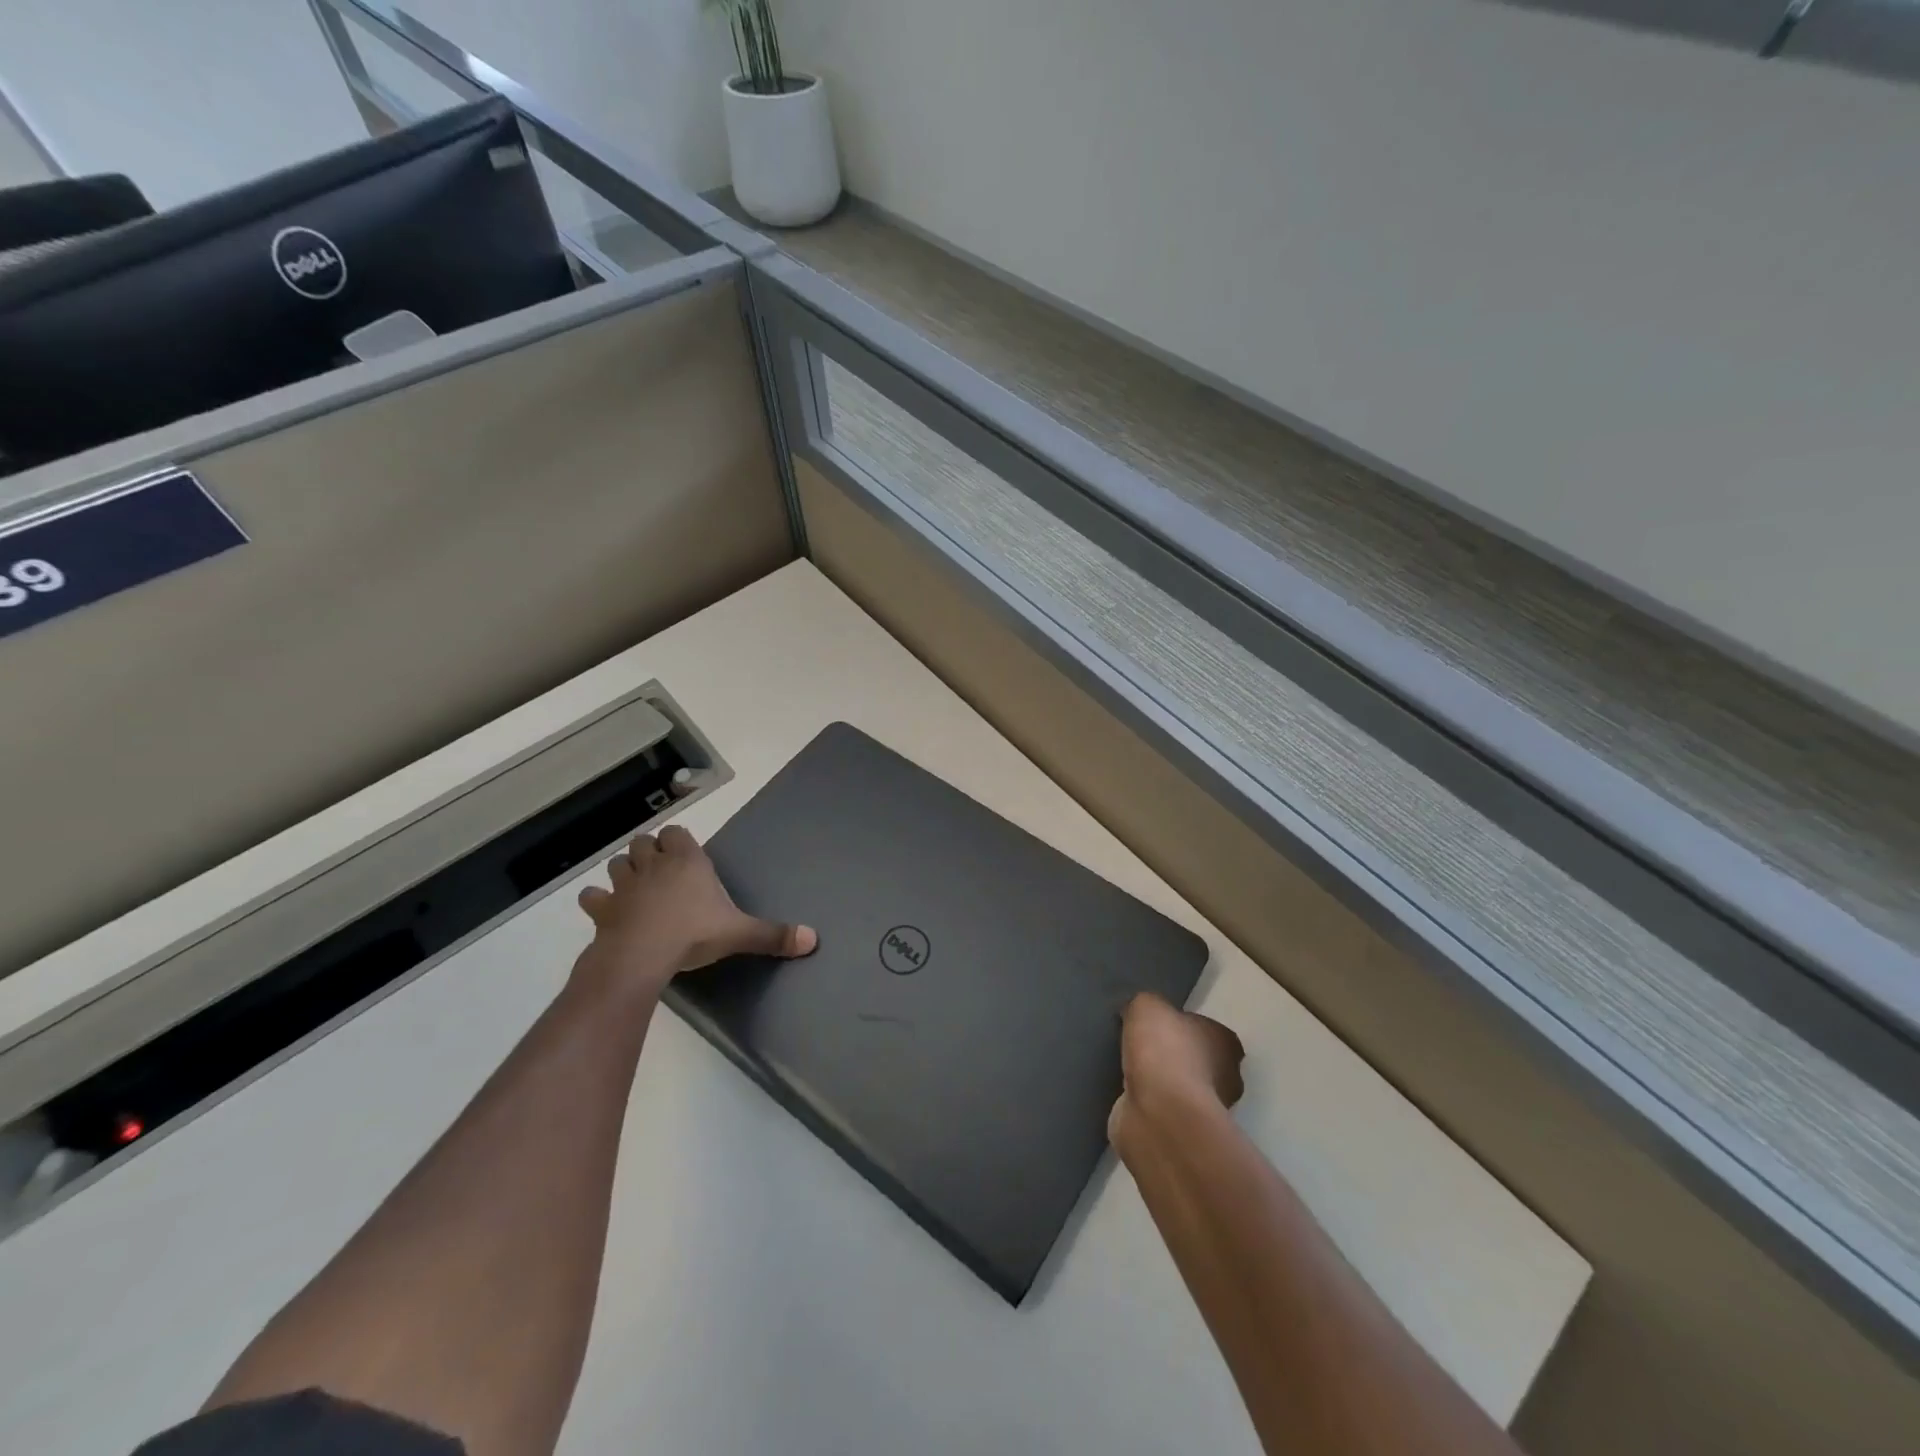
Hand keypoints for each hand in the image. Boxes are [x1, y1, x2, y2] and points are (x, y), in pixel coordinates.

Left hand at [573, 824, 816, 1006]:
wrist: (642, 955)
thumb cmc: (694, 933)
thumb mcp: (739, 933)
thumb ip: (774, 935)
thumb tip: (813, 940)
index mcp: (687, 861)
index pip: (676, 833)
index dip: (678, 842)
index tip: (685, 857)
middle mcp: (654, 865)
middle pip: (644, 842)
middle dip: (649, 852)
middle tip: (662, 872)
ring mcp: (624, 885)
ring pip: (618, 863)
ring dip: (625, 871)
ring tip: (635, 887)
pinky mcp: (603, 909)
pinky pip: (593, 897)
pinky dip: (597, 900)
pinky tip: (605, 910)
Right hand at [1110, 992, 1244, 1144]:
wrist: (1158, 1112)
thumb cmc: (1164, 1050)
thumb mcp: (1147, 1006)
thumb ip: (1147, 1005)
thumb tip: (1140, 1013)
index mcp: (1227, 1043)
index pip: (1209, 1030)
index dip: (1183, 1026)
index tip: (1159, 1025)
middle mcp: (1227, 1077)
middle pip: (1199, 1060)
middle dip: (1175, 1056)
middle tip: (1143, 1048)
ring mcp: (1208, 1111)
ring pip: (1182, 1087)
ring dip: (1162, 1083)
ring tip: (1131, 1071)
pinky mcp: (1185, 1134)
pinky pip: (1165, 1109)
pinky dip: (1150, 1104)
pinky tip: (1129, 1095)